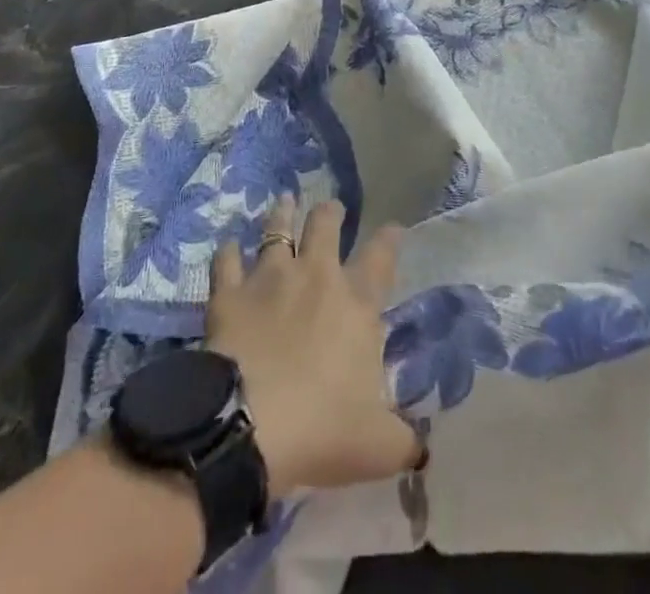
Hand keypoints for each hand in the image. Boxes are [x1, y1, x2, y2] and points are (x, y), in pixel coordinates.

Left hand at [206, 196, 418, 495]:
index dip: (389, 238)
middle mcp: (316, 277)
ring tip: (284, 200)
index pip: (380, 259)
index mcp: (356, 304)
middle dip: (331, 213)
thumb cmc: (321, 429)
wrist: (248, 426)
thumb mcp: (376, 446)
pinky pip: (226, 262)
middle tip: (332, 208)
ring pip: (277, 230)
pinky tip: (228, 247)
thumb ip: (403, 440)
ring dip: (282, 214)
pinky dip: (227, 253)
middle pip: (325, 226)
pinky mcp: (230, 294)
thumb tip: (422, 449)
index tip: (394, 226)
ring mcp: (269, 279)